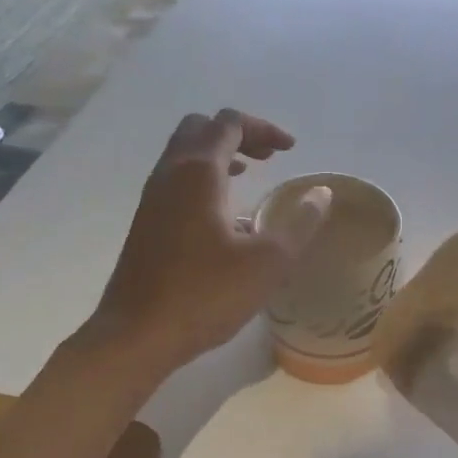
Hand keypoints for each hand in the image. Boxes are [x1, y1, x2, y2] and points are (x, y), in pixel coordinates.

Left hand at [87, 110, 330, 374]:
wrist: (136, 334)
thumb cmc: (204, 295)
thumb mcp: (267, 263)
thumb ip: (299, 224)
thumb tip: (321, 194)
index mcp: (198, 172)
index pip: (230, 123)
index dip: (264, 129)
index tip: (291, 150)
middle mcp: (170, 174)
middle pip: (201, 128)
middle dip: (237, 134)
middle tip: (267, 157)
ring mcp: (152, 197)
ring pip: (184, 153)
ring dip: (218, 154)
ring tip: (249, 174)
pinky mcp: (145, 222)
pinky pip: (175, 179)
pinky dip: (202, 177)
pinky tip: (222, 213)